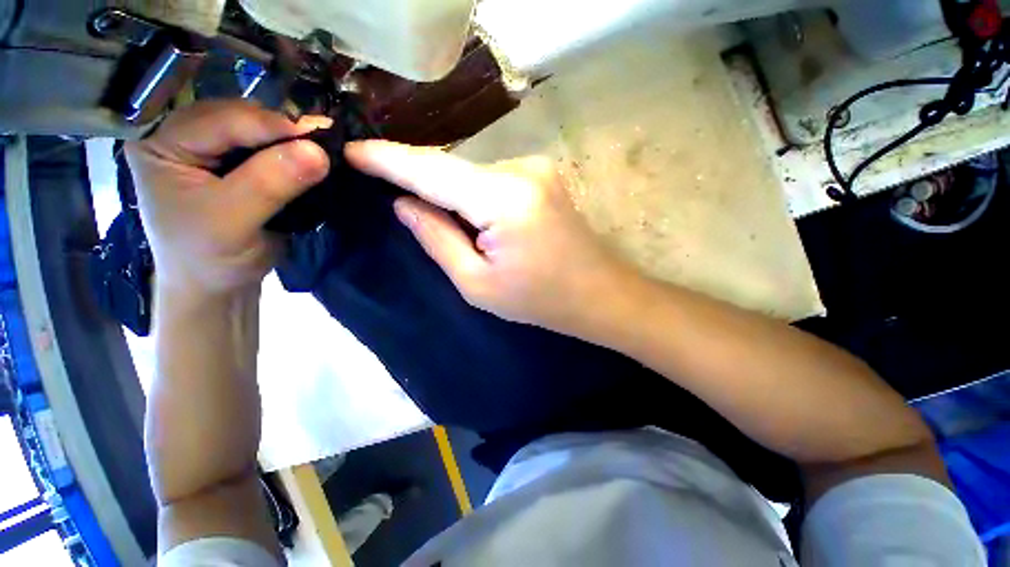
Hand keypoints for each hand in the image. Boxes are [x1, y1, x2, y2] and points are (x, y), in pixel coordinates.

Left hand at [126, 100, 330, 295]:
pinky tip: (309, 159)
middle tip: (324, 142)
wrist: (216, 285)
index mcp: (161, 143)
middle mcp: (183, 134)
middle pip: (240, 116)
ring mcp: (209, 147)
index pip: (220, 120)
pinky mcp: (234, 162)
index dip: (271, 126)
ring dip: (291, 140)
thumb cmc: (209, 258)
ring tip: (321, 151)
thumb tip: (318, 152)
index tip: (319, 136)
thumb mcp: (233, 221)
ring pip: (257, 128)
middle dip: (283, 130)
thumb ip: (270, 184)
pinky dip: (292, 152)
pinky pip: (267, 147)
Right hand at [346, 141, 639, 337]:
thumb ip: (438, 239)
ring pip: (472, 172)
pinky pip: (491, 177)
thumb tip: (404, 204)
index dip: (389, 159)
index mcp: (504, 199)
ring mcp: (537, 167)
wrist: (600, 294)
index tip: (352, 151)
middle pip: (452, 167)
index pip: (432, 169)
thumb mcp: (478, 284)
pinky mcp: (543, 175)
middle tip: (381, 182)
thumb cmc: (540, 300)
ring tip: (433, 213)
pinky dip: (471, 191)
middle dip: (417, 176)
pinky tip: (469, 213)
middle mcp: (521, 169)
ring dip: (448, 189)